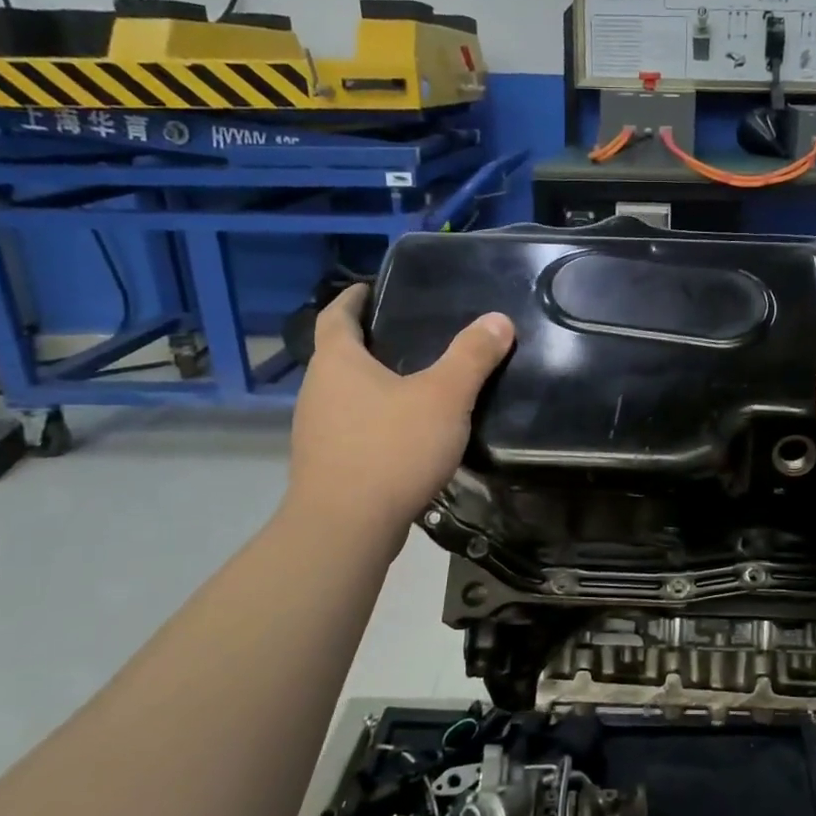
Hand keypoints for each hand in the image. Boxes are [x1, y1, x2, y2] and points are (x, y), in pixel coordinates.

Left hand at [284, 283, 514, 530]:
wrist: (346, 528)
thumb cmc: (391, 449)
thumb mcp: (444, 397)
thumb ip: (472, 356)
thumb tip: (498, 320)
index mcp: (337, 362)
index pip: (337, 315)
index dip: (353, 298)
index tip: (369, 287)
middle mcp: (318, 391)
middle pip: (339, 355)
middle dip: (368, 343)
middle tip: (409, 335)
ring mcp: (316, 431)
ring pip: (346, 395)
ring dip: (372, 386)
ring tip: (414, 384)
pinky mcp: (326, 466)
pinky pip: (352, 429)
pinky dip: (374, 422)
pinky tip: (406, 435)